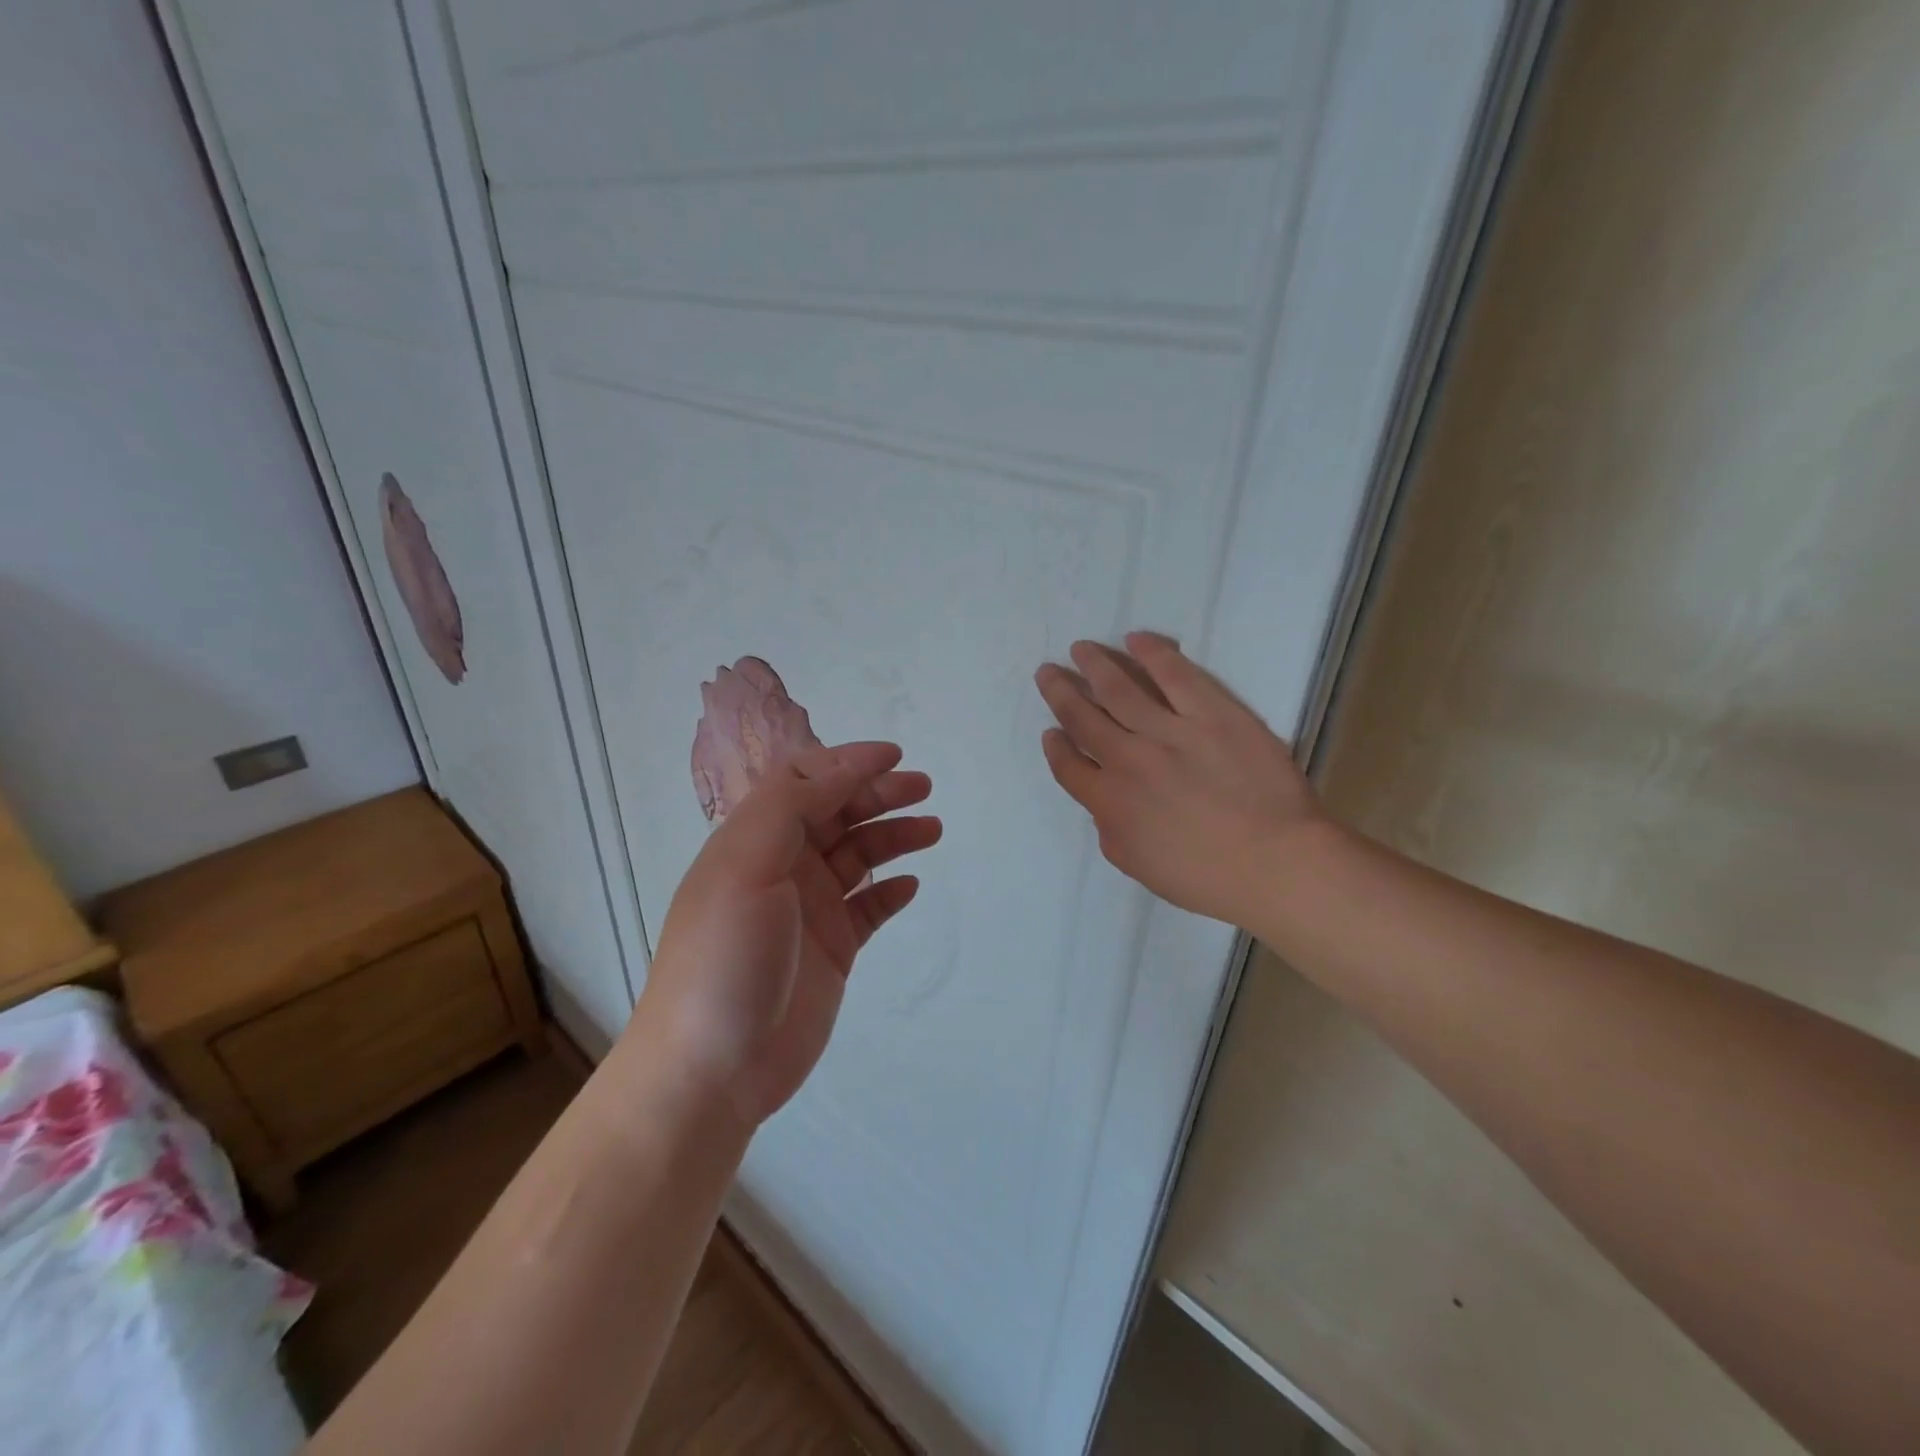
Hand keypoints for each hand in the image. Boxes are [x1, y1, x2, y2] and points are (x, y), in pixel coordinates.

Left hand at [632, 742, 939, 1128]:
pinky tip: (909, 886)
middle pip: (837, 813)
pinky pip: (868, 907)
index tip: (894, 756)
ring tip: (931, 831)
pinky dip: (889, 891)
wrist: (713, 1068)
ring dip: (893, 836)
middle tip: (923, 790)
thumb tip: (842, 769)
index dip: (847, 762)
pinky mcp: (832, 949)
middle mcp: (782, 866)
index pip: (804, 781)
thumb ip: (792, 807)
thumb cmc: (725, 955)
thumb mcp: (746, 864)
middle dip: (879, 794)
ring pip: (859, 856)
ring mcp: (809, 909)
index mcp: (754, 838)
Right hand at [1035, 632, 1323, 925]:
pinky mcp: (1212, 713)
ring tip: (1080, 649)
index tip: (1050, 731)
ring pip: (1121, 690)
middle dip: (1061, 693)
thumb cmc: (1206, 877)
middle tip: (1047, 672)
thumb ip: (1110, 831)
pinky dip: (1153, 654)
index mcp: (1110, 801)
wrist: (1273, 862)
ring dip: (1096, 666)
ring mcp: (1170, 731)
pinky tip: (1136, 639)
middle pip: (1084, 719)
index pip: (1069, 766)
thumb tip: (1104, 805)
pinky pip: (1176, 676)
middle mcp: (1129, 759)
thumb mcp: (1138, 866)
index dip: (1056, 746)